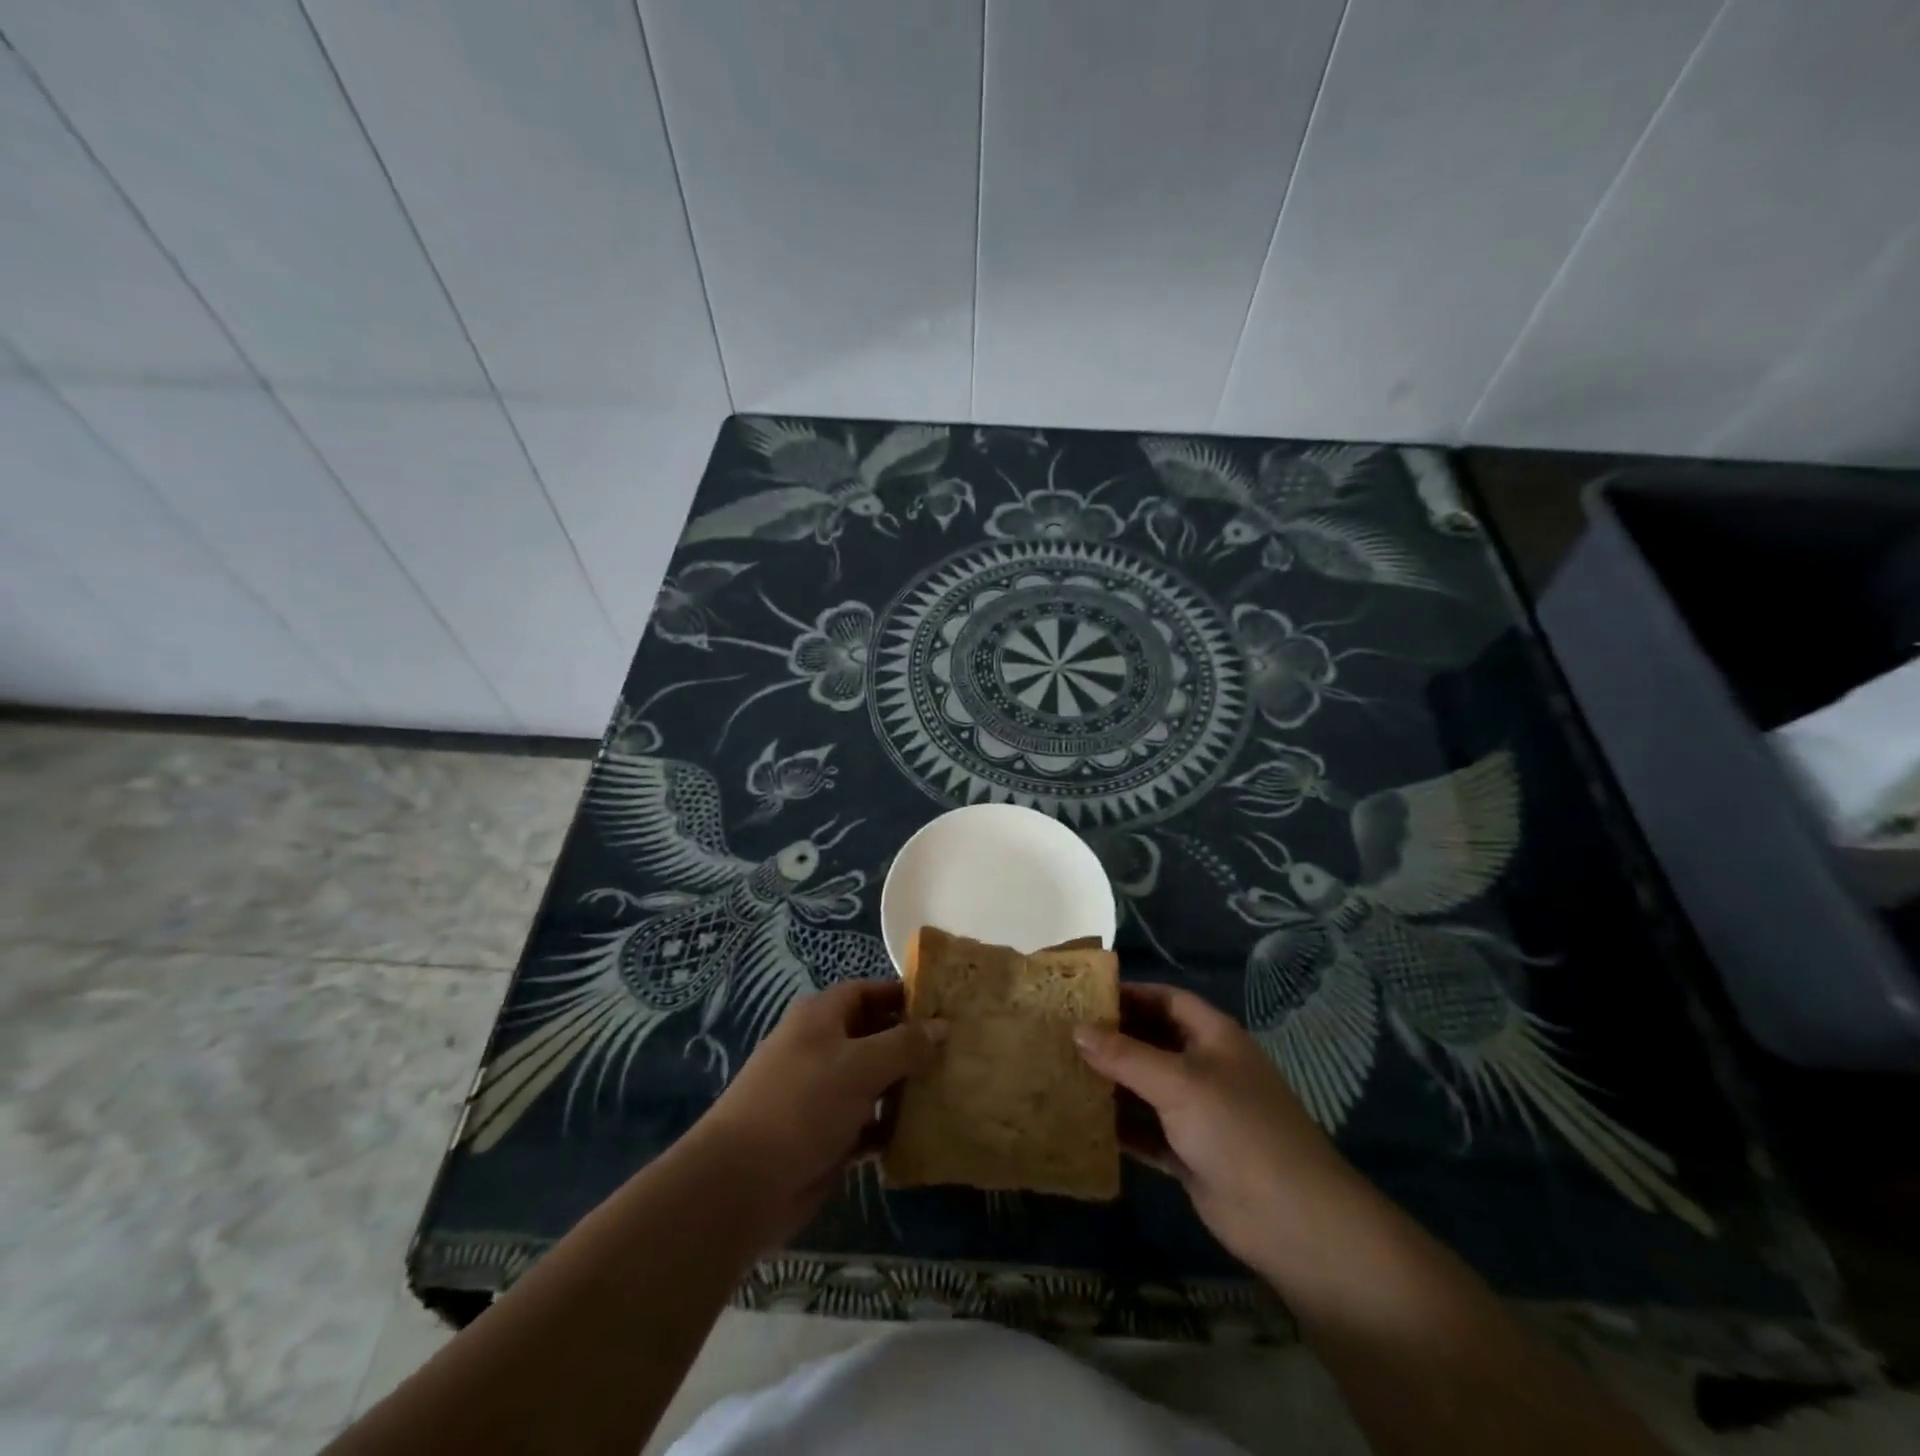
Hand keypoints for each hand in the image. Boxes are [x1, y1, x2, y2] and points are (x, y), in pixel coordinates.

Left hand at [694, 979, 945, 1245]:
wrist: (743, 1183)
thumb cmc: (803, 1104)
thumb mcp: (860, 1065)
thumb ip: (905, 1044)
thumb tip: (943, 1025)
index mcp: (821, 1017)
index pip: (868, 991)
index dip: (903, 995)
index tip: (944, 1005)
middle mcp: (821, 1048)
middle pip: (874, 1035)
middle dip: (912, 1043)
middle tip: (958, 1050)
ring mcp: (822, 1093)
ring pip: (874, 1081)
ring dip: (906, 1087)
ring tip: (951, 1088)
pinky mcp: (826, 1136)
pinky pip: (868, 1123)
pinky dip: (892, 1126)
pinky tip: (925, 1132)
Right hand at [1074, 982, 1362, 1279]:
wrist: (1293, 1221)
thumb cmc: (1237, 1130)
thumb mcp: (1178, 1083)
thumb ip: (1125, 1055)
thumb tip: (1077, 1029)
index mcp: (1212, 1037)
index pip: (1165, 1000)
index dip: (1128, 994)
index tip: (1082, 997)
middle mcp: (1205, 1068)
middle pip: (1152, 1042)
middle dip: (1112, 1039)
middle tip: (1061, 1035)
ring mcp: (1198, 1113)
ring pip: (1145, 1088)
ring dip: (1111, 1084)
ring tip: (1061, 1073)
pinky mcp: (1190, 1154)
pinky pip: (1147, 1131)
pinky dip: (1120, 1127)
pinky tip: (1082, 1123)